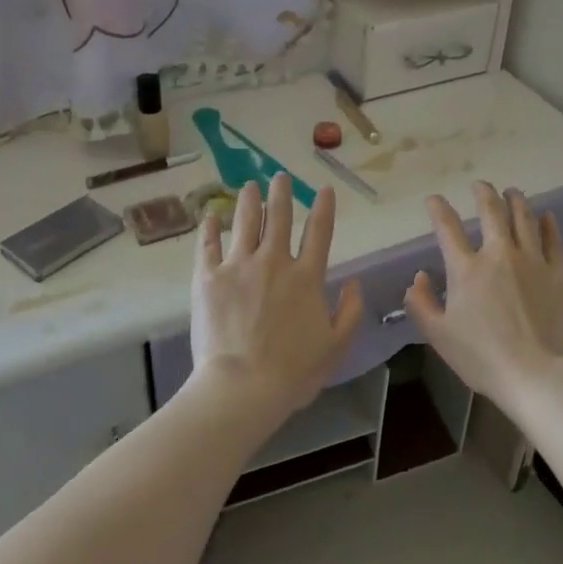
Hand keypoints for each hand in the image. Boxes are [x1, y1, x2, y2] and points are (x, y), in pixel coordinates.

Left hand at [190, 174, 365, 422]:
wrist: (242, 387)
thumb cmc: (293, 372)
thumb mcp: (336, 347)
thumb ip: (350, 312)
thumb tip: (354, 283)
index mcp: (307, 277)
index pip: (320, 232)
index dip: (324, 208)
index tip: (324, 189)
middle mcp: (274, 262)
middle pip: (279, 218)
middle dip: (282, 194)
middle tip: (280, 176)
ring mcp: (239, 266)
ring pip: (245, 222)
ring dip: (249, 201)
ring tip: (249, 186)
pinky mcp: (209, 278)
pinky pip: (208, 245)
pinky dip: (210, 228)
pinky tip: (210, 216)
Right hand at [405, 182, 562, 410]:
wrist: (536, 375)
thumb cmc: (482, 358)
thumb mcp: (439, 336)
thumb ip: (422, 304)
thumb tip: (419, 278)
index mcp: (467, 268)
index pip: (448, 228)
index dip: (438, 209)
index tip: (434, 200)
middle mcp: (500, 254)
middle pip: (492, 212)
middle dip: (484, 193)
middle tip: (480, 185)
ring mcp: (534, 261)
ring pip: (525, 219)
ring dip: (516, 201)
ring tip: (512, 192)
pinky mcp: (560, 274)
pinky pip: (554, 241)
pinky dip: (549, 225)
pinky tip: (546, 217)